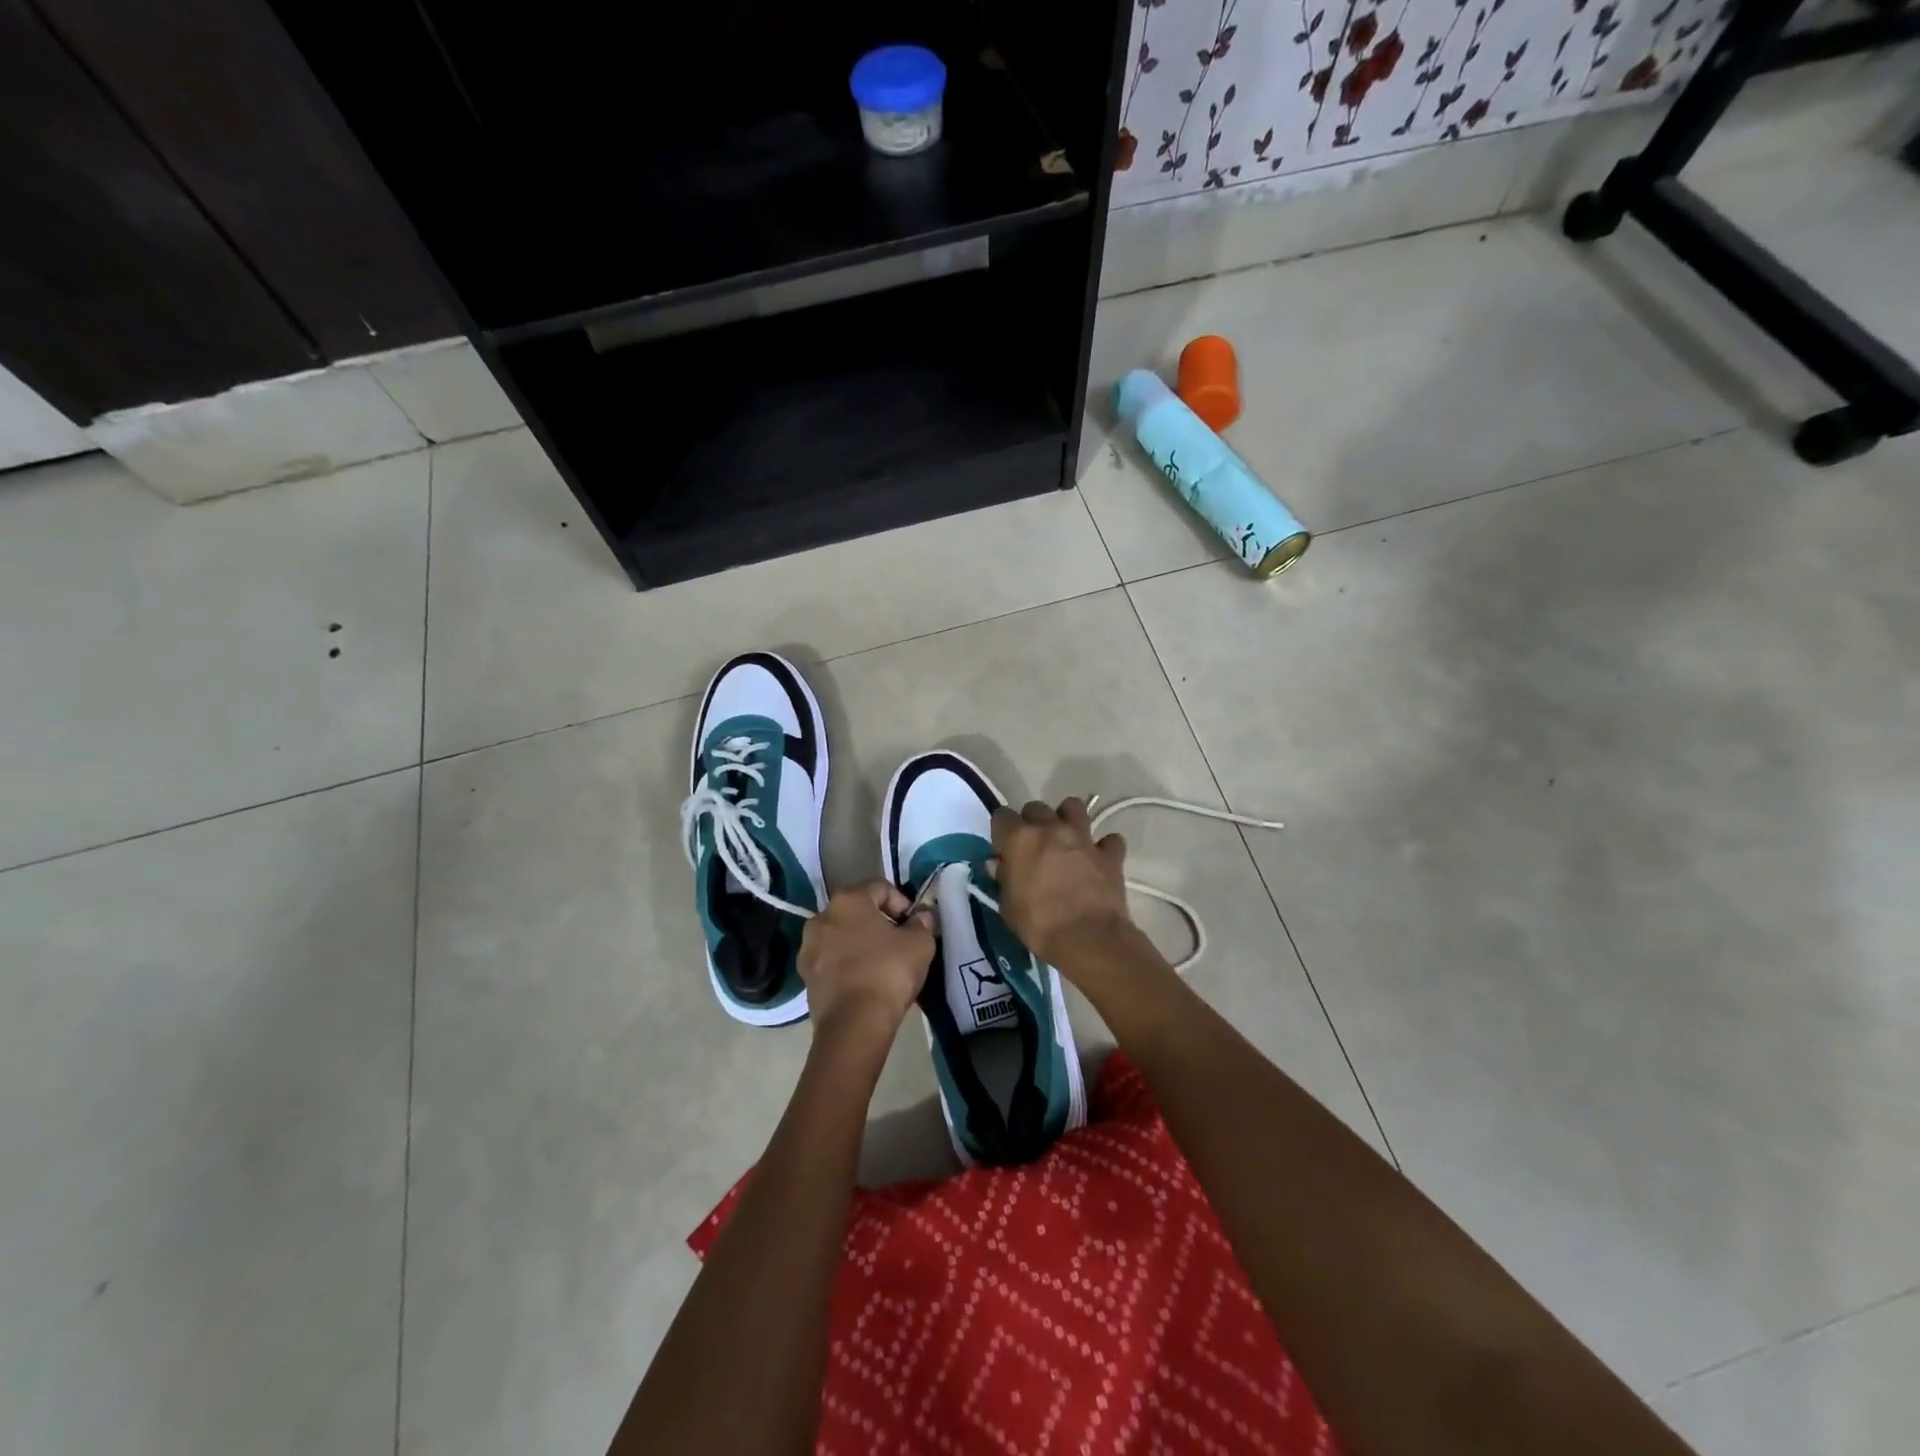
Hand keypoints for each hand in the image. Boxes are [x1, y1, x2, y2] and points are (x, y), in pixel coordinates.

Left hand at [798, 882, 935, 1041]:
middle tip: (900, 942)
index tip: (914, 925)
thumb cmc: (888, 973)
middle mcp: (822, 917)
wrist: (853, 1024)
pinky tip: (865, 981)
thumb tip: (923, 916)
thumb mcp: (919, 944)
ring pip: (842, 935)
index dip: (902, 902)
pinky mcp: (805, 976)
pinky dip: (848, 963)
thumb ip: (922, 923)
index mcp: (848, 901)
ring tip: (882, 963)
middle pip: (857, 910)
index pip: (880, 887)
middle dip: (880, 922)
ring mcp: (809, 947)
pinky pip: (832, 960)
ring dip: (861, 943)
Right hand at [990, 798, 1136, 969]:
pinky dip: (1104, 847)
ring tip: (1065, 839)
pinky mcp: (1110, 853)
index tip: (1003, 847)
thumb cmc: (1039, 924)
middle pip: (1036, 807)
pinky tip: (1098, 860)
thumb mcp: (1008, 907)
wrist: (1088, 938)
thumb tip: (1000, 865)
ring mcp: (1083, 838)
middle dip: (1032, 822)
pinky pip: (1109, 840)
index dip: (1001, 831)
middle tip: (1033, 846)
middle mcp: (1051, 829)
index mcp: (1020, 839)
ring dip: (1067, 818)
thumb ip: (1003, 879)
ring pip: (1074, 807)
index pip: (1002, 816)